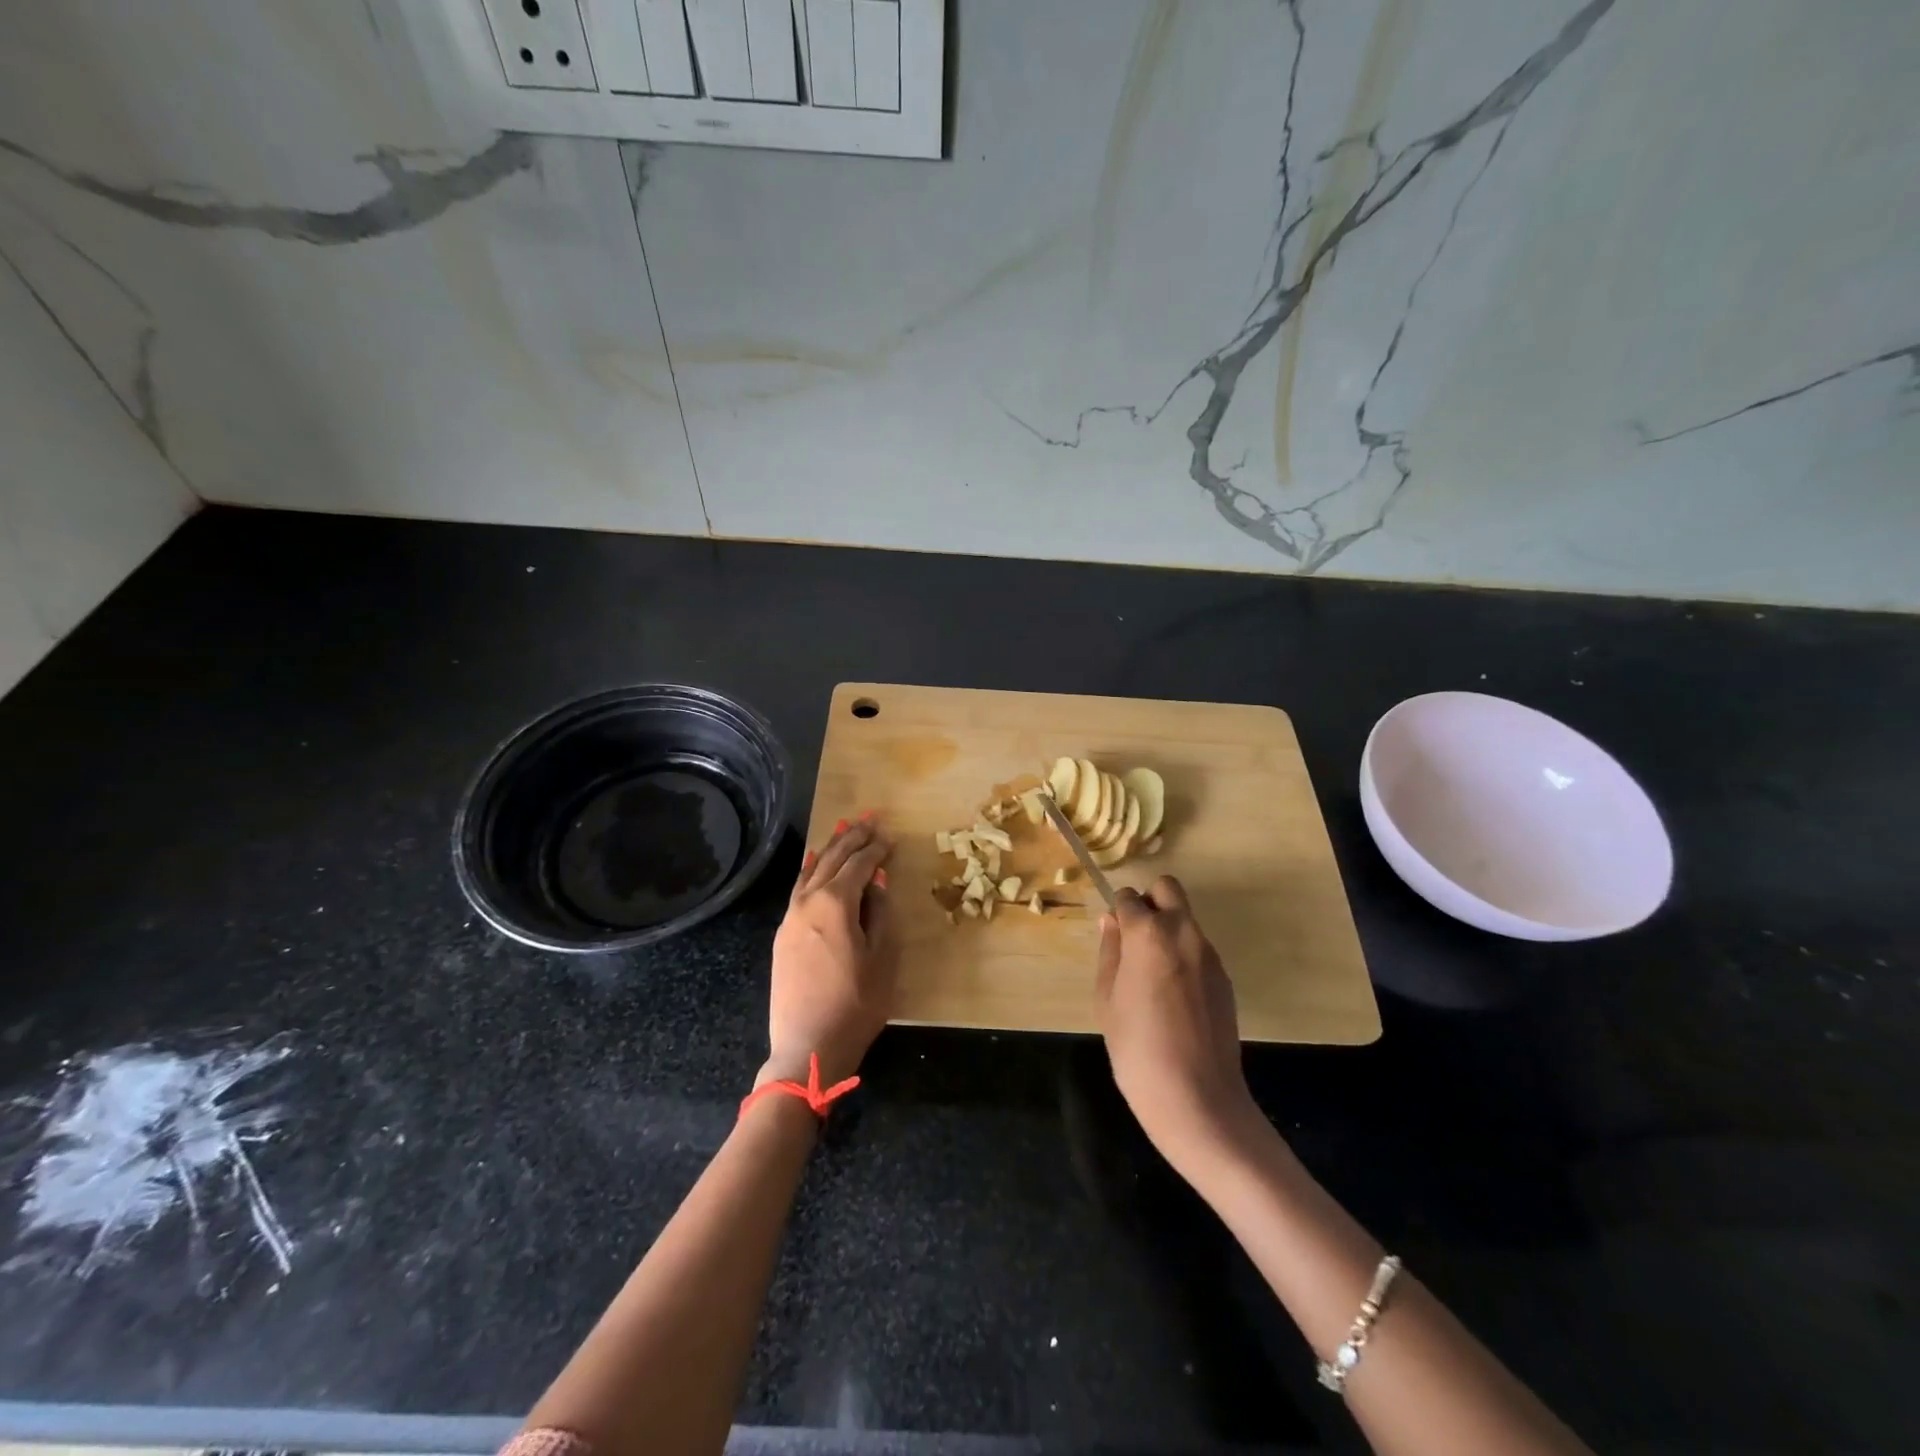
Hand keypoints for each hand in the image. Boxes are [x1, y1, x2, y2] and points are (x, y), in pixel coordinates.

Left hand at [763, 815, 897, 1087]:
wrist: (807, 1047)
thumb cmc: (856, 1004)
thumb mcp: (882, 957)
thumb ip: (880, 912)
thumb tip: (877, 878)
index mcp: (835, 903)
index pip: (859, 864)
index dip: (876, 848)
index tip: (890, 835)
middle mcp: (808, 901)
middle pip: (832, 859)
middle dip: (852, 837)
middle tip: (869, 818)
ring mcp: (791, 917)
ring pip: (812, 870)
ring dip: (830, 848)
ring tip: (844, 828)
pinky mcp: (783, 934)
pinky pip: (798, 889)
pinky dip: (810, 870)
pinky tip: (814, 863)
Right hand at [1095, 876, 1260, 1179]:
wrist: (1197, 1098)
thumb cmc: (1137, 1049)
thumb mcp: (1107, 999)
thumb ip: (1110, 952)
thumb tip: (1111, 922)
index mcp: (1148, 934)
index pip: (1129, 898)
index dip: (1117, 913)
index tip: (1112, 938)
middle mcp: (1183, 932)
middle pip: (1167, 889)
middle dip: (1149, 903)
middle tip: (1134, 941)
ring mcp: (1209, 955)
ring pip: (1185, 920)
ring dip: (1167, 930)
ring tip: (1151, 977)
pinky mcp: (1224, 978)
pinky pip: (1198, 949)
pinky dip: (1183, 956)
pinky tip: (1173, 998)